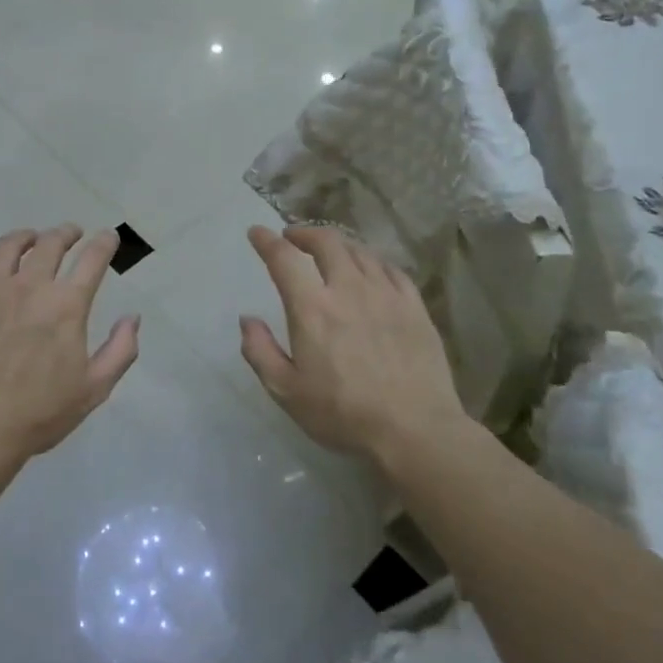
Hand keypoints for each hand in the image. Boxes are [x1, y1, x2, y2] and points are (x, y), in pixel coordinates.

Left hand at [0, 225, 139, 467]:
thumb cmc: (39, 413)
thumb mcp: (94, 389)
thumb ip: (120, 350)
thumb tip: (132, 317)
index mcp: (66, 305)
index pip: (92, 259)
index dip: (104, 243)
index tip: (107, 237)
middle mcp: (28, 286)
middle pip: (50, 244)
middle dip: (65, 233)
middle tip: (70, 233)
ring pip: (8, 247)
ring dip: (25, 237)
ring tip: (30, 238)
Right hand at [239, 225, 470, 463]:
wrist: (415, 430)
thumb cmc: (343, 413)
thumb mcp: (286, 391)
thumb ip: (260, 351)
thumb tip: (247, 320)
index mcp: (312, 308)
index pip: (284, 259)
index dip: (267, 241)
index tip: (257, 232)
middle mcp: (348, 289)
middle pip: (326, 242)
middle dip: (305, 233)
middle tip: (293, 238)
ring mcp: (386, 294)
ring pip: (359, 251)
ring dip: (338, 245)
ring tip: (329, 252)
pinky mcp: (414, 306)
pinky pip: (390, 269)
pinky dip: (371, 261)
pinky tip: (370, 270)